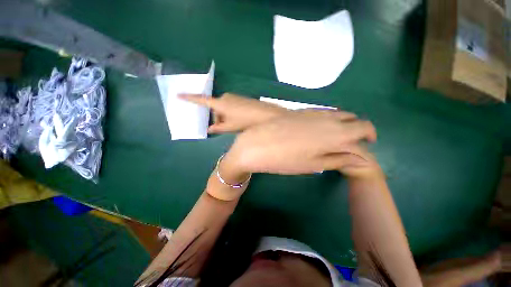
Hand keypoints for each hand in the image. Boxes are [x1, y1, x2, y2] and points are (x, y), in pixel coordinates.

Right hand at [179, 93, 287, 132]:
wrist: (265, 114)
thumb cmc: (245, 121)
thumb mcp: (230, 126)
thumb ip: (218, 127)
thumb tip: (210, 129)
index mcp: (220, 103)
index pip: (201, 100)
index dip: (189, 98)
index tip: (178, 95)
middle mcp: (225, 97)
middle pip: (215, 107)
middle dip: (217, 117)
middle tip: (223, 127)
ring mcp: (234, 97)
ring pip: (224, 107)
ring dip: (225, 116)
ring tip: (234, 125)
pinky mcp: (241, 99)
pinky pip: (231, 106)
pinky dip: (231, 113)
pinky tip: (239, 120)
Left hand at [223, 110, 379, 176]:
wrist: (256, 145)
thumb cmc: (284, 159)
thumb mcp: (313, 164)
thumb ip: (339, 158)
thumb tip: (361, 158)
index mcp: (335, 133)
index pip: (364, 127)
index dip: (368, 135)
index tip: (366, 144)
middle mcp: (327, 117)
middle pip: (352, 119)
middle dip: (355, 129)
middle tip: (348, 143)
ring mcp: (311, 112)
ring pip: (336, 114)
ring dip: (341, 124)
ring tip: (333, 138)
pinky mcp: (299, 111)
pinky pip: (321, 112)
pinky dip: (326, 119)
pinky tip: (318, 129)